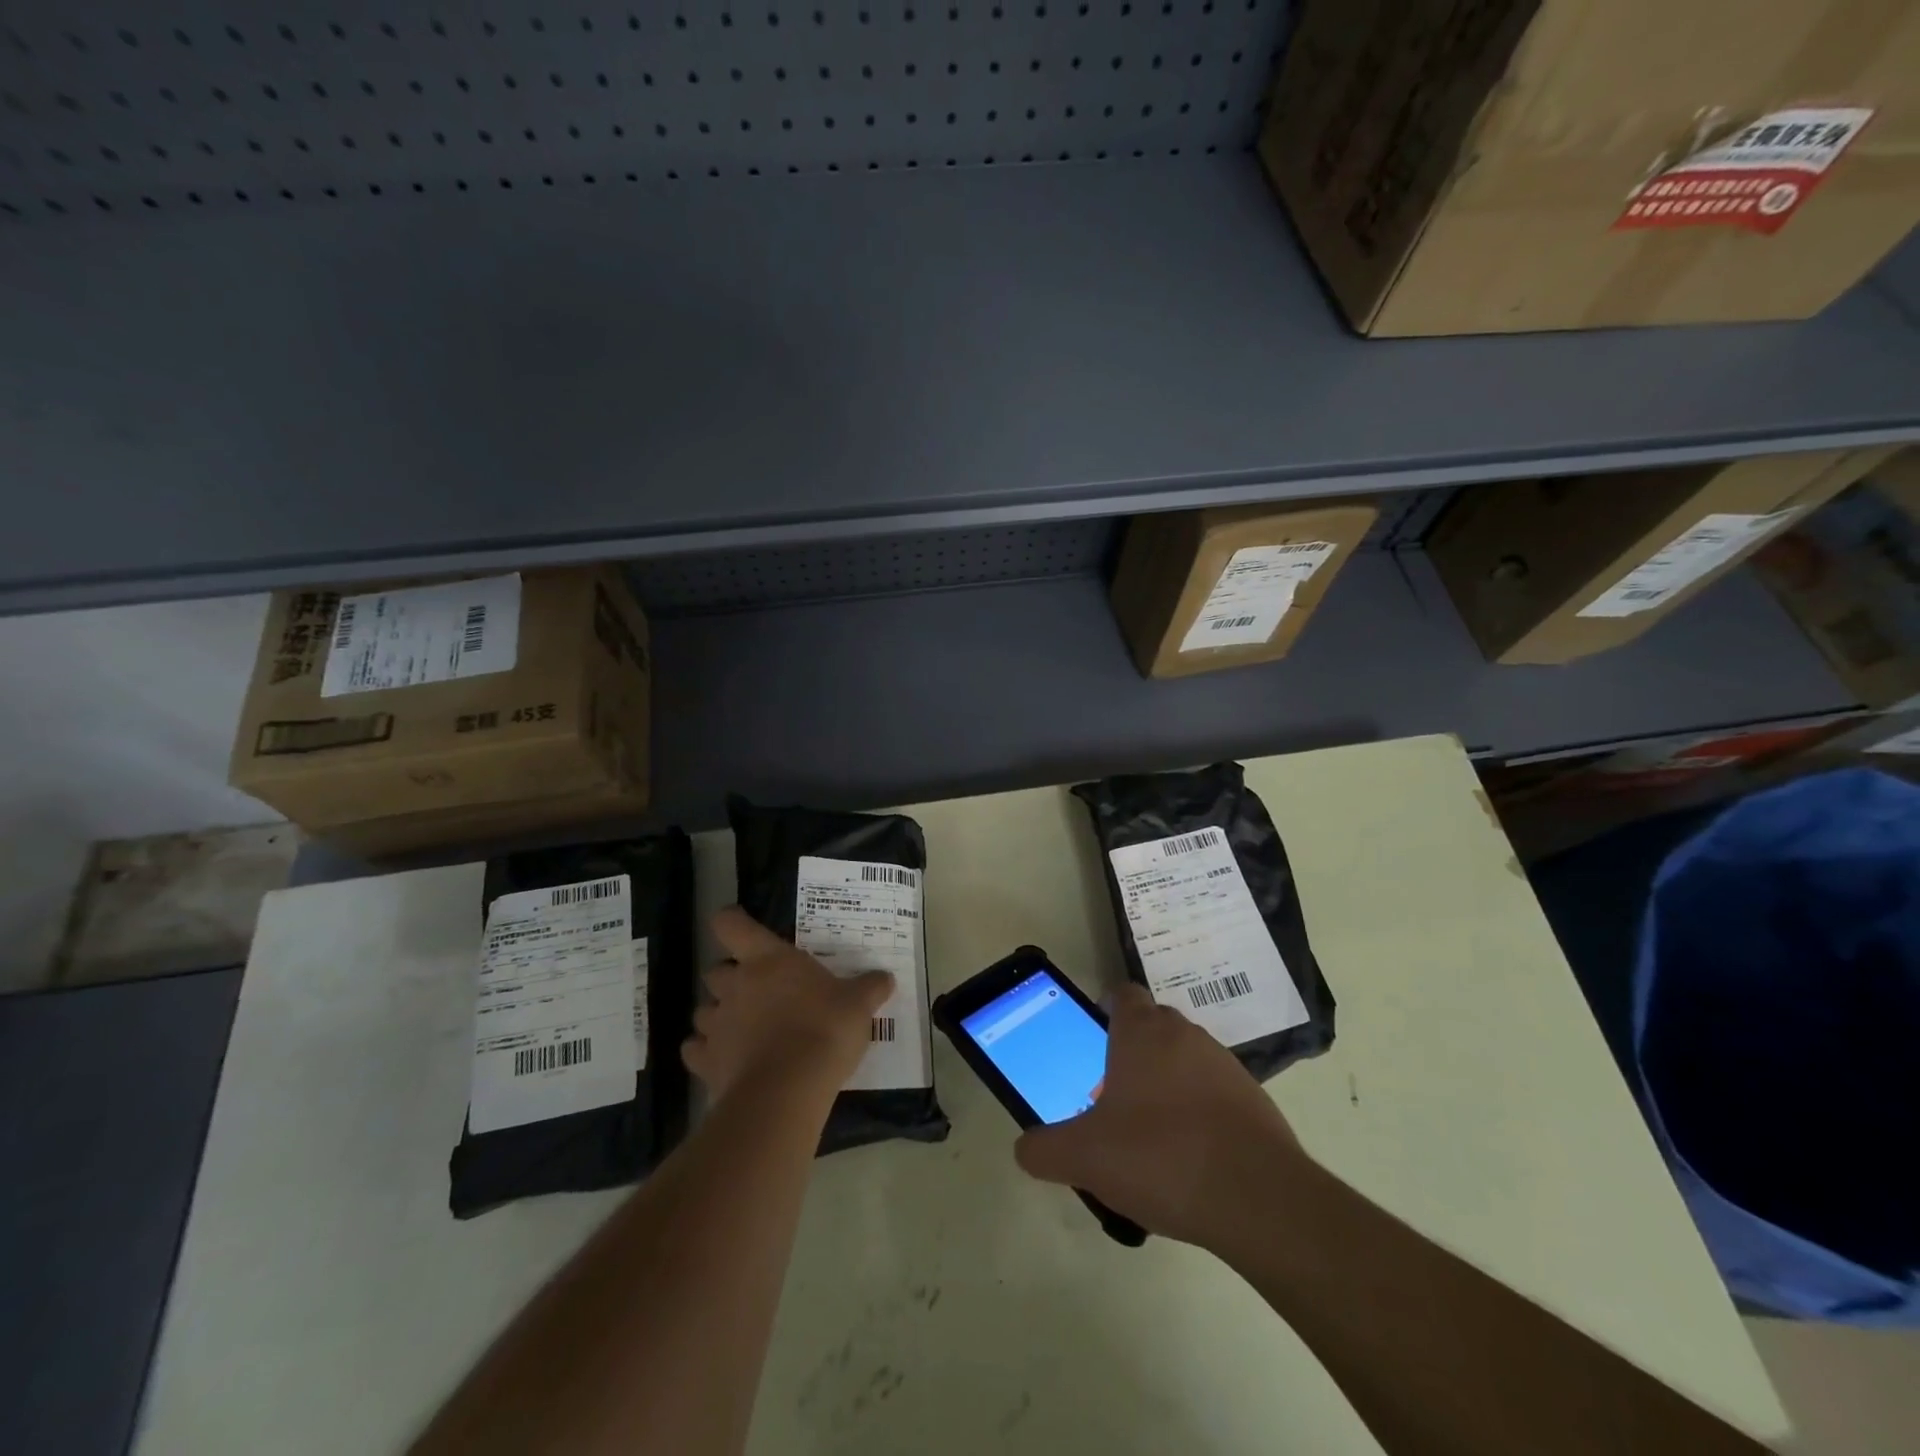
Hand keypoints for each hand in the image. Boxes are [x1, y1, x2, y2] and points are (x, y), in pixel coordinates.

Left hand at [683, 907, 894, 1104]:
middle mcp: (735, 984)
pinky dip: (705, 1052)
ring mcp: (716, 1023)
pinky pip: (695, 1049)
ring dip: (718, 1015)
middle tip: (756, 991)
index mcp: (767, 959)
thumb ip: (869, 988)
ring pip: (703, 1010)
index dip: (732, 921)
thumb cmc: (824, 1030)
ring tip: (742, 1030)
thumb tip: (886, 978)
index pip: (731, 924)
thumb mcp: (858, 1005)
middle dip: (730, 978)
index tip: (740, 926)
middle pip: (715, 970)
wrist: (788, 1089)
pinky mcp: (705, 1061)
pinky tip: (725, 1061)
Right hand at [1014, 983, 1306, 1248]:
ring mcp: (1225, 1065)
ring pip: (1185, 1059)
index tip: (1094, 1038)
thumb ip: (1044, 1150)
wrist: (1258, 1198)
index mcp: (1142, 1032)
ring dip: (1167, 1082)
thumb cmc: (1159, 1157)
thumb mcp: (1084, 1158)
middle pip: (1153, 1026)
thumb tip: (1025, 1148)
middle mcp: (1184, 1035)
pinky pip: (1215, 1092)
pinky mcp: (1255, 1100)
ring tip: (1151, 1134)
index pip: (1122, 994)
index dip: (1106, 1008)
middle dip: (1132, 1052)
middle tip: (1112, 1096)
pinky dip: (1200, 1111)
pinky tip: (1190, 1158)